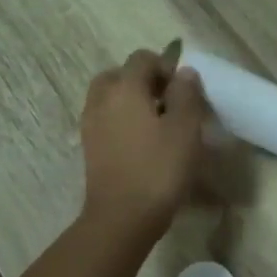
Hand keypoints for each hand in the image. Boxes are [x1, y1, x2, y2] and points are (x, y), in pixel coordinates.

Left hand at [80, 49, 208, 241]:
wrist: (122, 217)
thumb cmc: (159, 169)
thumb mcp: (186, 129)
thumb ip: (186, 94)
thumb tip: (184, 73)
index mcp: (125, 88)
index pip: (142, 58)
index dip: (165, 66)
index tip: (183, 90)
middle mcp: (102, 99)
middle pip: (119, 75)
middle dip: (143, 81)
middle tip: (167, 103)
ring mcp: (91, 124)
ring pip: (109, 97)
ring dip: (130, 101)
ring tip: (155, 124)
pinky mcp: (89, 148)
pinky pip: (105, 119)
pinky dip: (120, 121)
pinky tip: (141, 143)